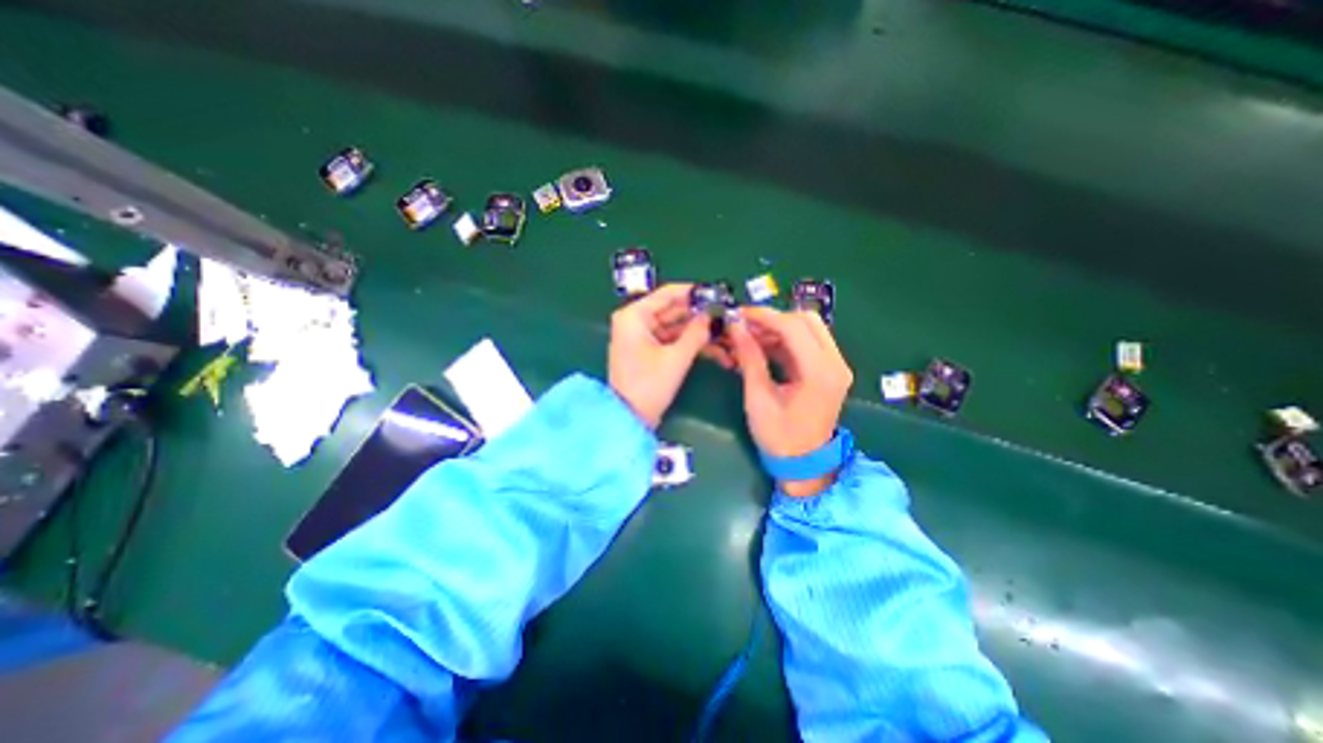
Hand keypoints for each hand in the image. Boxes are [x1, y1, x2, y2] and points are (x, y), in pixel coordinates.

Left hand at [609, 284, 714, 428]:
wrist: (629, 419)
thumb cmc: (648, 385)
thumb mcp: (676, 358)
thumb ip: (696, 333)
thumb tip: (712, 315)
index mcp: (634, 316)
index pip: (667, 294)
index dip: (694, 292)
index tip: (717, 293)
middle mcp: (635, 321)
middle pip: (672, 310)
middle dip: (699, 315)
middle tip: (726, 315)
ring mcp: (641, 337)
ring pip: (674, 326)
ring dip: (697, 331)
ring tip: (724, 332)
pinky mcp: (647, 351)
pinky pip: (671, 340)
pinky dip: (689, 343)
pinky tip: (712, 346)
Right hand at [727, 309, 851, 498]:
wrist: (805, 464)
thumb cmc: (779, 437)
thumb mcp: (758, 398)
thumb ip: (749, 359)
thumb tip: (736, 327)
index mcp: (820, 372)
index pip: (793, 327)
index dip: (763, 316)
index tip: (738, 314)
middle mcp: (835, 363)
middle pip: (807, 320)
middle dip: (773, 318)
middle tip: (746, 326)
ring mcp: (836, 366)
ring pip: (809, 329)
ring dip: (779, 328)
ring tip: (749, 336)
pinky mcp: (830, 370)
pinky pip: (808, 343)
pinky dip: (785, 340)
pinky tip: (763, 347)